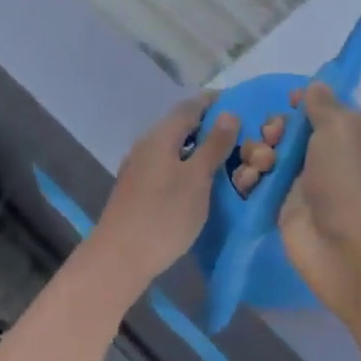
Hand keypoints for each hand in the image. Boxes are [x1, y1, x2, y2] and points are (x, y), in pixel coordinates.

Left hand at [92, 93, 239, 293]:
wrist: (118, 259)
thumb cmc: (163, 216)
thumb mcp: (196, 179)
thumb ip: (213, 145)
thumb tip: (228, 113)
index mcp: (160, 136)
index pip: (190, 106)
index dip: (215, 101)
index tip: (241, 103)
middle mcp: (146, 145)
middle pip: (180, 125)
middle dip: (209, 125)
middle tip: (240, 134)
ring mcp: (138, 168)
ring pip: (173, 147)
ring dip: (198, 147)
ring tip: (226, 157)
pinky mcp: (137, 189)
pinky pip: (166, 165)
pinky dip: (186, 165)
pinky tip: (200, 182)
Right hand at [238, 83, 360, 327]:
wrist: (353, 252)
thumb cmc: (352, 181)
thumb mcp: (342, 128)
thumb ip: (322, 104)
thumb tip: (314, 87)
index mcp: (353, 133)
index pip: (321, 108)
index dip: (301, 104)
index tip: (288, 104)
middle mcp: (330, 155)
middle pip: (289, 129)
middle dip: (273, 128)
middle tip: (273, 139)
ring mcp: (305, 183)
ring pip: (269, 154)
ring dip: (257, 152)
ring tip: (261, 166)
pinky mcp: (284, 208)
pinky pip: (258, 183)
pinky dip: (249, 179)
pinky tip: (249, 183)